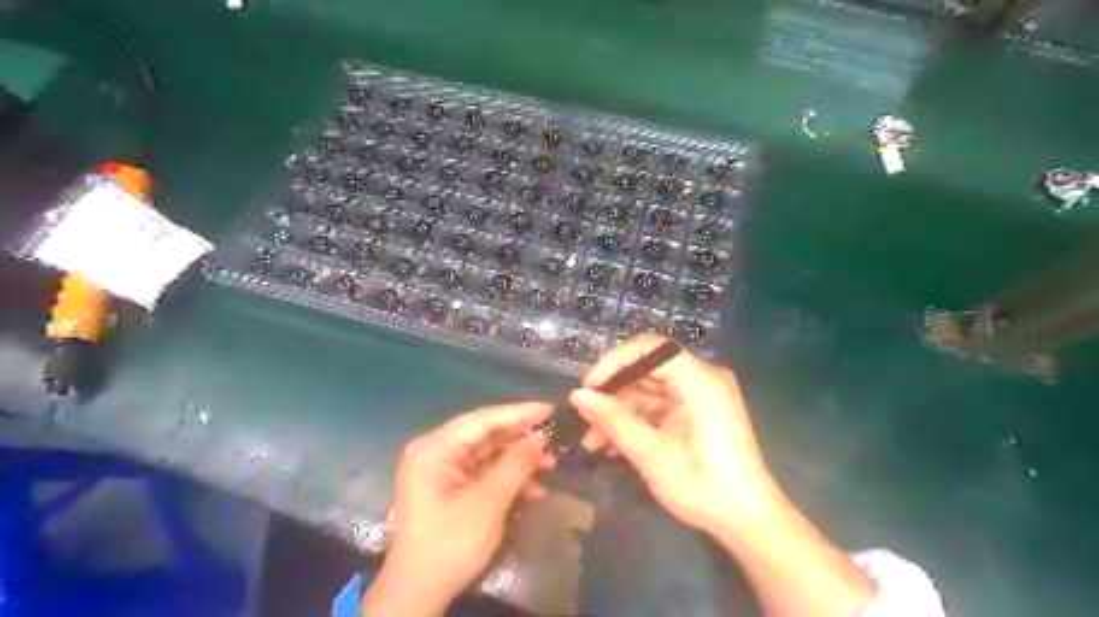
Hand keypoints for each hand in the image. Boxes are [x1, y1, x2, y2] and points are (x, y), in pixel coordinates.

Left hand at [367, 403, 554, 614]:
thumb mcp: (488, 502)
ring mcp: (440, 470)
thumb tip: (541, 436)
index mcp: (434, 448)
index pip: (483, 420)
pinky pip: (482, 472)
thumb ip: (516, 464)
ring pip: (486, 453)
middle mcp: (435, 451)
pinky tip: (533, 488)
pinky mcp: (448, 487)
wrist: (417, 594)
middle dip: (520, 438)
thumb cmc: (450, 544)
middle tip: (553, 437)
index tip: (550, 409)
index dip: (519, 413)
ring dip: (517, 460)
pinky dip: (506, 478)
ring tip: (550, 464)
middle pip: (484, 434)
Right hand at [572, 332, 776, 533]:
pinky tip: (611, 445)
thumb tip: (577, 395)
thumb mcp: (652, 454)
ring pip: (647, 390)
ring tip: (592, 441)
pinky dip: (634, 422)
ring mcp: (698, 396)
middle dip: (613, 394)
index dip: (615, 361)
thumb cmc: (704, 486)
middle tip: (584, 420)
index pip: (651, 348)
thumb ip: (614, 420)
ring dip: (618, 413)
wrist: (747, 521)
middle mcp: (701, 379)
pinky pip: (656, 407)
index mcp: (701, 381)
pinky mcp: (694, 413)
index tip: (589, 387)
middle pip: (647, 370)